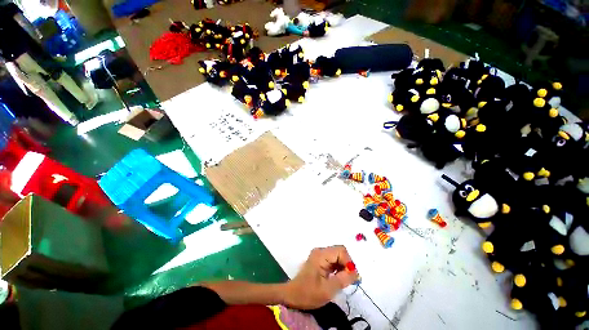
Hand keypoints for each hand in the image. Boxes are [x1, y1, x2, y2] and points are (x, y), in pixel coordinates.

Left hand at [283, 246, 358, 309]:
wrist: (292, 296)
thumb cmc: (308, 293)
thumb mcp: (328, 289)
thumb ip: (343, 279)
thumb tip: (356, 272)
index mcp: (321, 255)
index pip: (341, 251)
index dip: (349, 262)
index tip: (351, 277)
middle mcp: (320, 251)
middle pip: (340, 252)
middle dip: (347, 265)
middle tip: (348, 280)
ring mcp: (319, 255)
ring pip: (337, 256)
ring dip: (343, 267)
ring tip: (343, 281)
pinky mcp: (319, 260)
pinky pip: (333, 260)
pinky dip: (338, 269)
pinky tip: (337, 278)